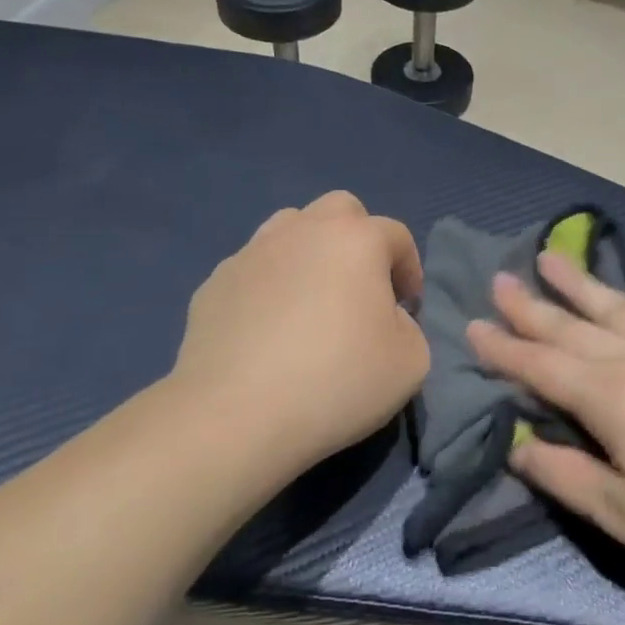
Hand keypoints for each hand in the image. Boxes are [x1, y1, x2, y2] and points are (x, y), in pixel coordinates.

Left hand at [172, 192, 428, 474]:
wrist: (236, 414)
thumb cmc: (337, 381)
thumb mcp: (411, 362)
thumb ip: (409, 326)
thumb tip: (384, 317)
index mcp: (355, 239)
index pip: (396, 235)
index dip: (410, 269)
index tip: (407, 308)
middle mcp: (303, 230)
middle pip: (340, 210)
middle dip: (358, 239)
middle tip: (361, 286)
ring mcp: (251, 252)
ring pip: (289, 229)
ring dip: (310, 252)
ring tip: (311, 299)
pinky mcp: (214, 283)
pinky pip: (253, 270)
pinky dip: (268, 286)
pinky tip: (267, 330)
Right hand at [468, 253, 624, 569]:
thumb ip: (565, 477)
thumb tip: (517, 444)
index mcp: (606, 396)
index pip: (540, 365)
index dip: (503, 348)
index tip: (473, 325)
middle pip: (568, 325)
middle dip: (529, 305)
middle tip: (499, 279)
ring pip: (609, 305)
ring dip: (574, 282)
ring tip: (547, 257)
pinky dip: (621, 297)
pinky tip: (617, 296)